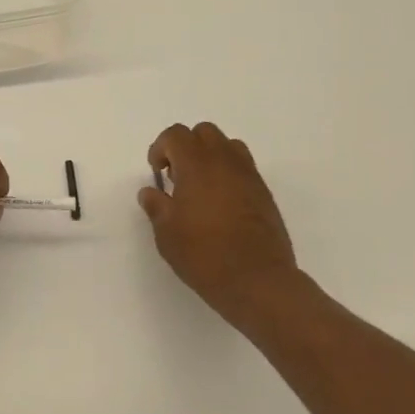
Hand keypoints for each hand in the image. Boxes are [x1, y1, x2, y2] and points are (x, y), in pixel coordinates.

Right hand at [137, 122, 312, 335]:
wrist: (257, 280)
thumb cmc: (204, 255)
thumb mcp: (167, 234)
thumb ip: (156, 206)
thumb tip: (150, 192)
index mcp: (197, 164)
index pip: (176, 135)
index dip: (161, 148)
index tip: (157, 173)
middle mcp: (225, 161)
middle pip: (204, 132)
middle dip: (186, 147)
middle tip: (177, 176)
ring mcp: (249, 175)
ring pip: (228, 146)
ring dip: (210, 156)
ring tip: (200, 186)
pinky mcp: (264, 193)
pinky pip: (243, 168)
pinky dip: (228, 173)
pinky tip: (220, 204)